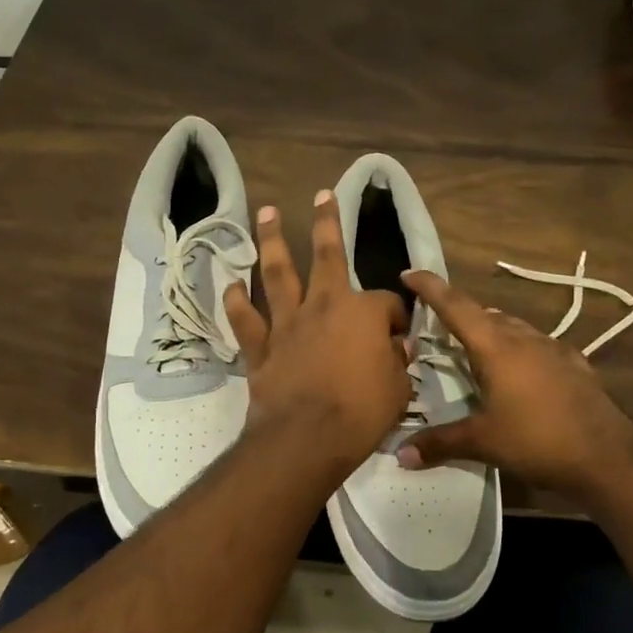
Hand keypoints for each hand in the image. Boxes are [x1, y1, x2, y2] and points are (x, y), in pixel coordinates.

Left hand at [223, 191, 411, 471]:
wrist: (306, 437)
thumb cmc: (361, 413)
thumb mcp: (398, 389)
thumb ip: (397, 363)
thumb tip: (397, 348)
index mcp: (363, 313)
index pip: (386, 303)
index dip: (396, 318)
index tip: (399, 337)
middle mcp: (323, 306)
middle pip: (326, 255)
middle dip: (326, 222)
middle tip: (321, 194)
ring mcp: (287, 324)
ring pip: (278, 274)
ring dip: (272, 241)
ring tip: (266, 213)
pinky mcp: (261, 347)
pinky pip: (246, 319)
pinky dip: (237, 301)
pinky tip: (232, 286)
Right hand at [395, 270, 632, 503]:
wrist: (609, 457)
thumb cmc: (538, 441)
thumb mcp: (483, 443)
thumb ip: (440, 443)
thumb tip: (401, 453)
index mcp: (496, 348)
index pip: (456, 307)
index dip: (430, 288)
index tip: (409, 272)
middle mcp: (524, 339)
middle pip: (485, 314)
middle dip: (459, 313)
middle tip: (437, 323)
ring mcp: (554, 349)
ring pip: (514, 327)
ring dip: (490, 329)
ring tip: (474, 346)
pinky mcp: (575, 365)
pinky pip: (539, 345)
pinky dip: (520, 348)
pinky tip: (521, 368)